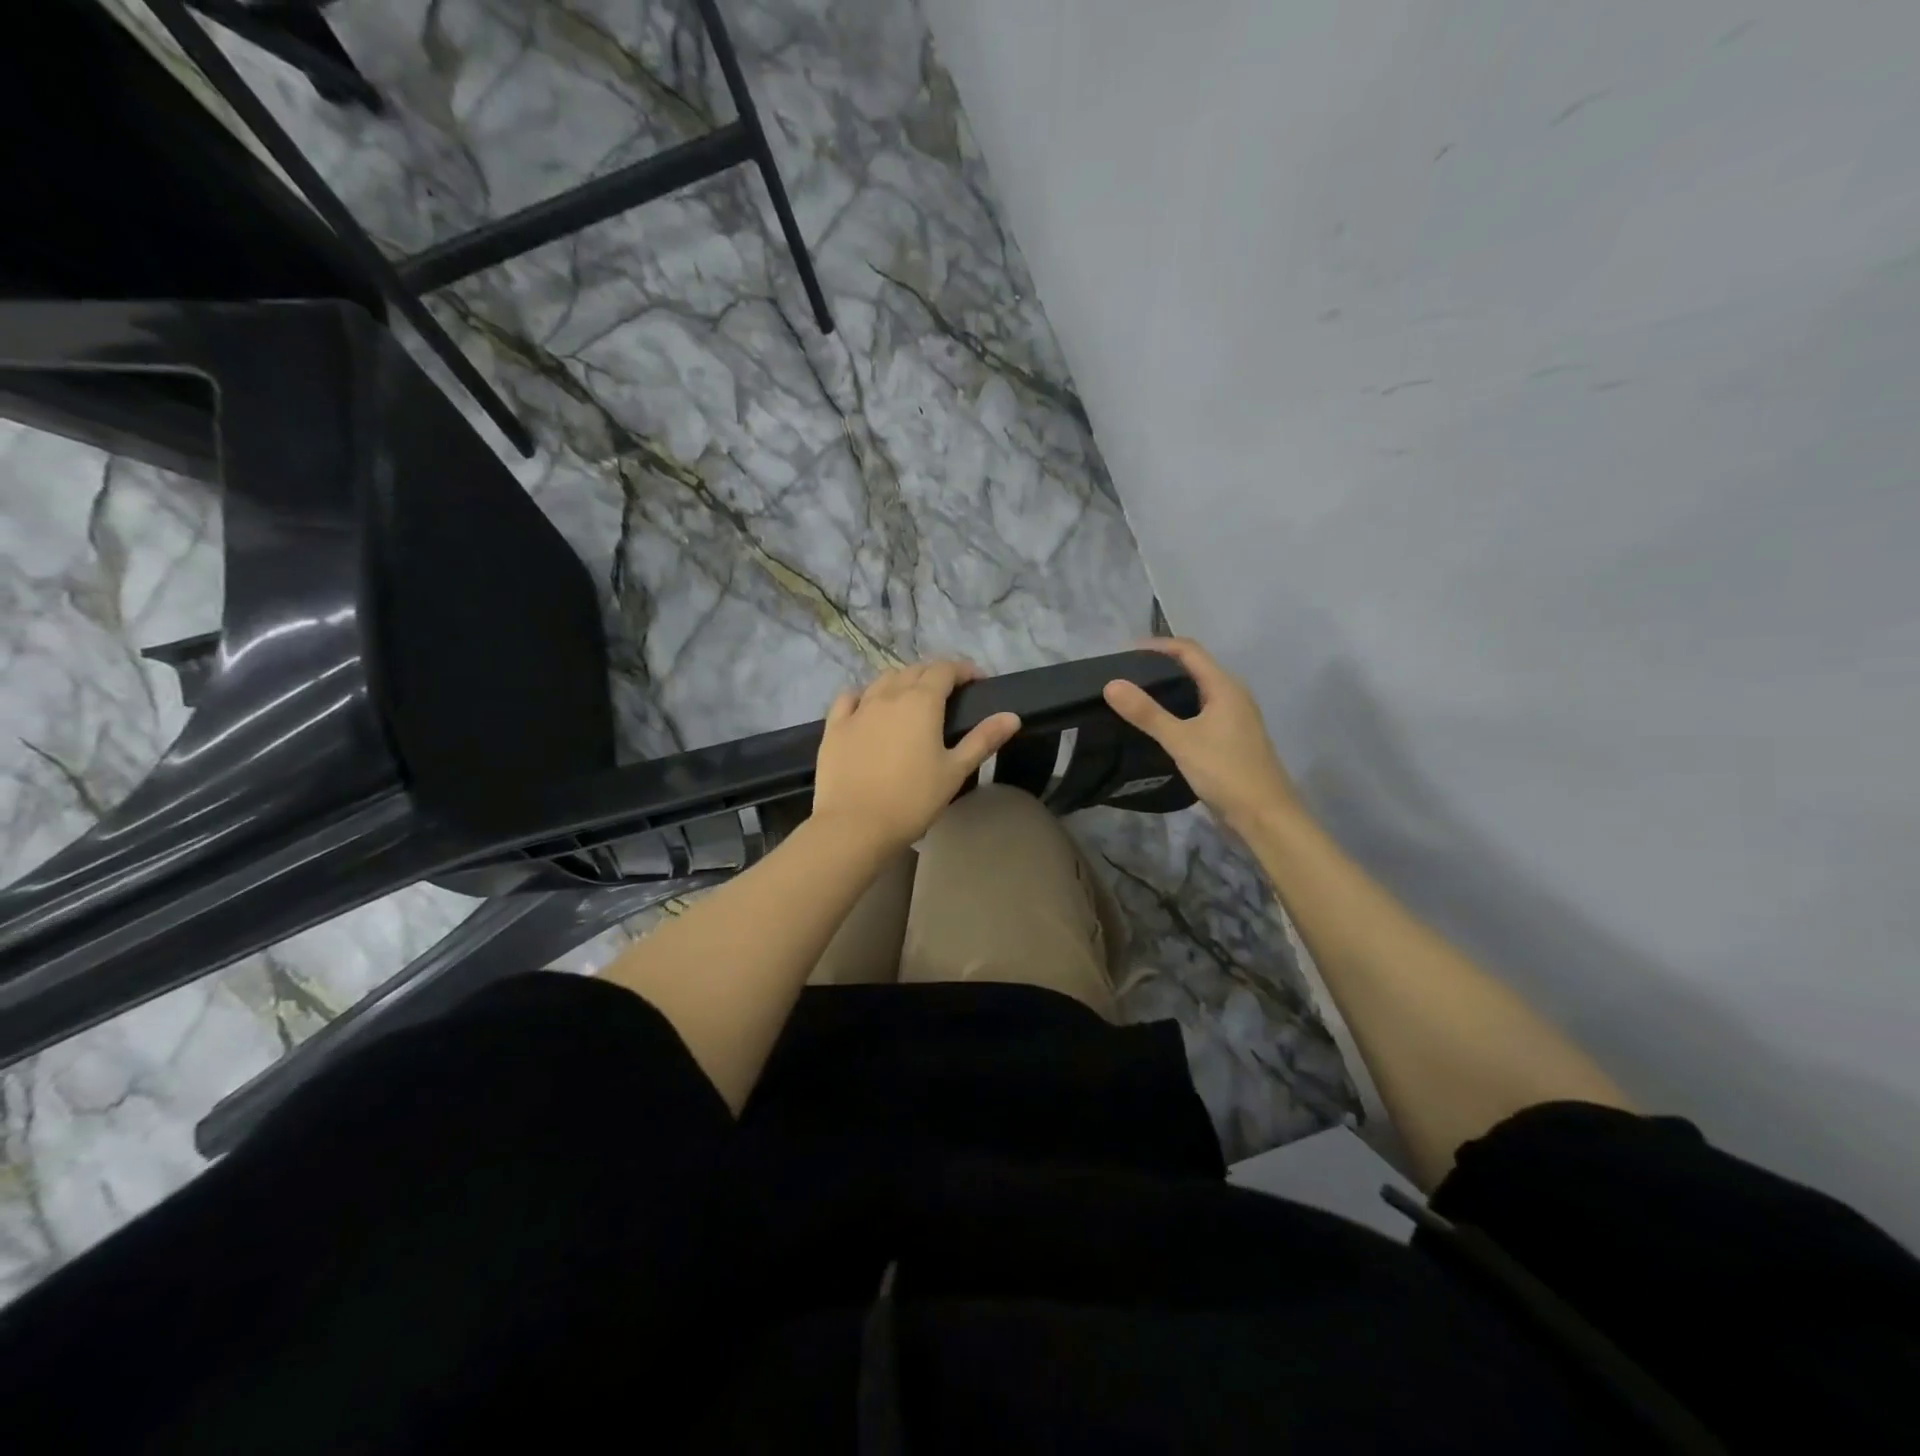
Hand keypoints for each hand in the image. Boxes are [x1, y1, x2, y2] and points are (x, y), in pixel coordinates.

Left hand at [813, 660, 1021, 853]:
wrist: (855, 825)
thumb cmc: (912, 800)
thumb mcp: (955, 771)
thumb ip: (983, 739)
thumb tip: (1012, 716)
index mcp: (921, 702)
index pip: (945, 669)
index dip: (963, 669)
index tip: (977, 681)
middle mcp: (888, 695)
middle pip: (914, 670)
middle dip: (935, 674)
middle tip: (950, 692)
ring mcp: (858, 709)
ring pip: (883, 680)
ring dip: (902, 680)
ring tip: (913, 698)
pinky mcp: (835, 727)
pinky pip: (850, 698)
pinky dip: (865, 695)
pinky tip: (868, 706)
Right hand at [1103, 637, 1300, 833]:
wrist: (1265, 816)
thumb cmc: (1226, 772)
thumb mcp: (1181, 741)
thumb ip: (1147, 713)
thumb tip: (1111, 684)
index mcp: (1225, 687)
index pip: (1189, 651)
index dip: (1158, 645)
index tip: (1124, 653)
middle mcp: (1233, 696)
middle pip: (1194, 668)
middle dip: (1160, 666)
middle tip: (1125, 675)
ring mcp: (1234, 719)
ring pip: (1197, 692)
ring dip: (1169, 690)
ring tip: (1135, 697)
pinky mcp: (1230, 739)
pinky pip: (1200, 713)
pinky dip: (1177, 710)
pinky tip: (1158, 726)